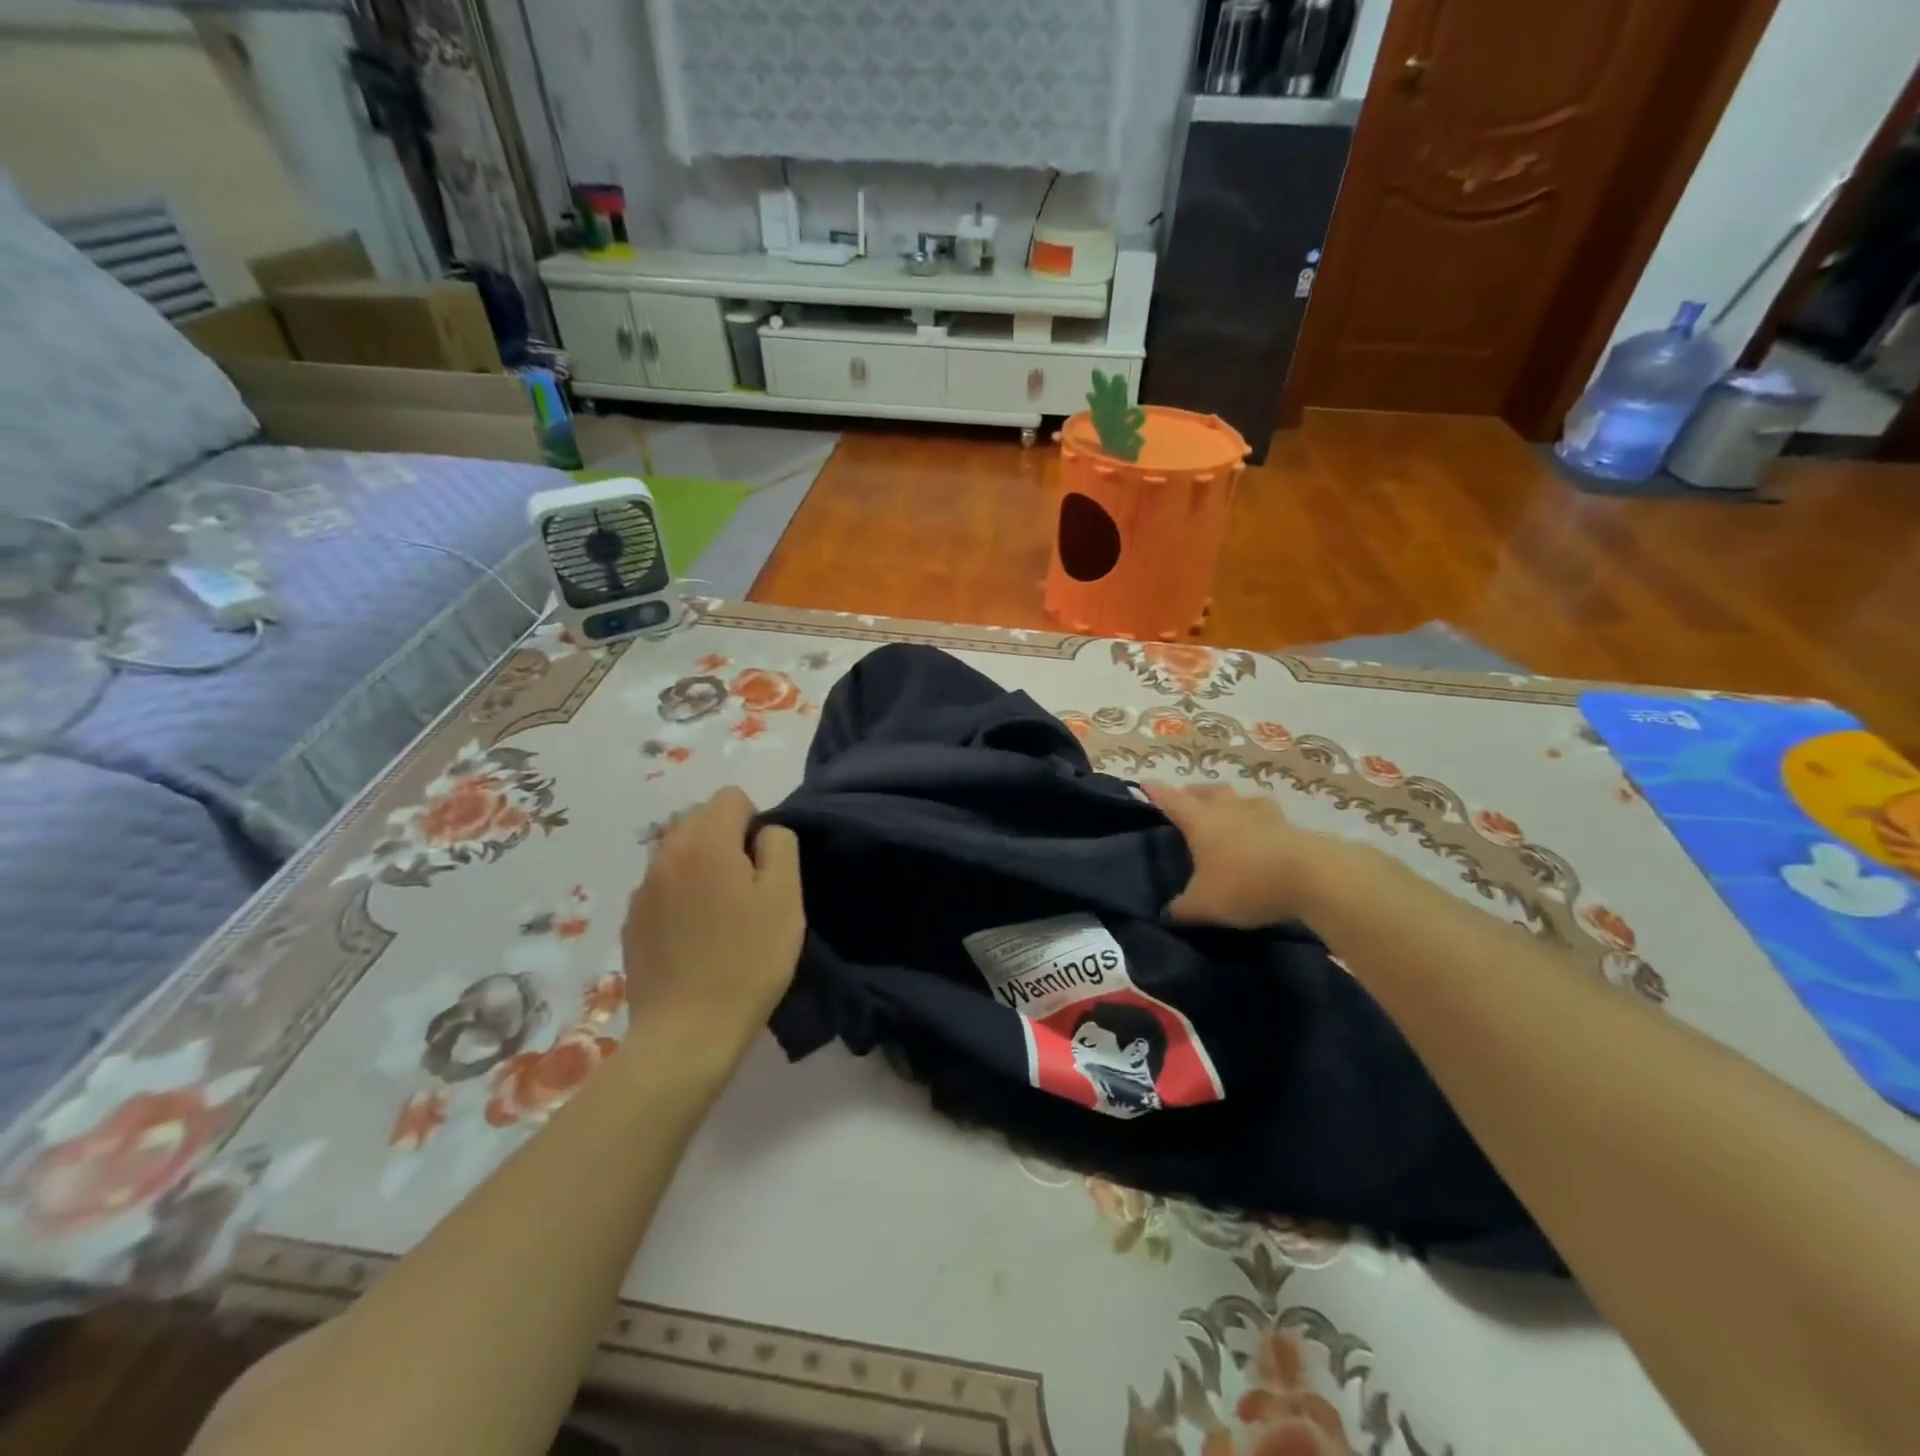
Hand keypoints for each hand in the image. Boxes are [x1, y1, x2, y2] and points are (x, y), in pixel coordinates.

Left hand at [621, 788, 805, 1068]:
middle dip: (727, 838)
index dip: (756, 821)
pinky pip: (662, 886)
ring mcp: (642, 889)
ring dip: (702, 866)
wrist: (687, 1032)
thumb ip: (780, 845)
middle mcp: (666, 854)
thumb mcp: (785, 898)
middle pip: (700, 819)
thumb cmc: (748, 960)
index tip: (765, 864)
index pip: (731, 797)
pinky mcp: (632, 922)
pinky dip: (681, 895)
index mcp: (705, 842)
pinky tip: (696, 937)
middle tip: (748, 888)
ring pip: (678, 852)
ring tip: (721, 913)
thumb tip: (764, 832)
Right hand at [1145, 782, 1353, 928]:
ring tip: (1227, 813)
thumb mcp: (1204, 904)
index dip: (1156, 792)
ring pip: (1241, 799)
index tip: (1144, 784)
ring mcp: (1264, 815)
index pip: (1171, 800)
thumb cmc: (1245, 883)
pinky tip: (1262, 834)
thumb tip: (1168, 913)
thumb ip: (1183, 908)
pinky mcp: (1292, 828)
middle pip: (1208, 792)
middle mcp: (1230, 810)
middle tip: (1187, 801)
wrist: (1312, 878)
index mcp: (1201, 821)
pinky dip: (1259, 822)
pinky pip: (1269, 817)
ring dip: (1230, 803)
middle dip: (1194, 793)